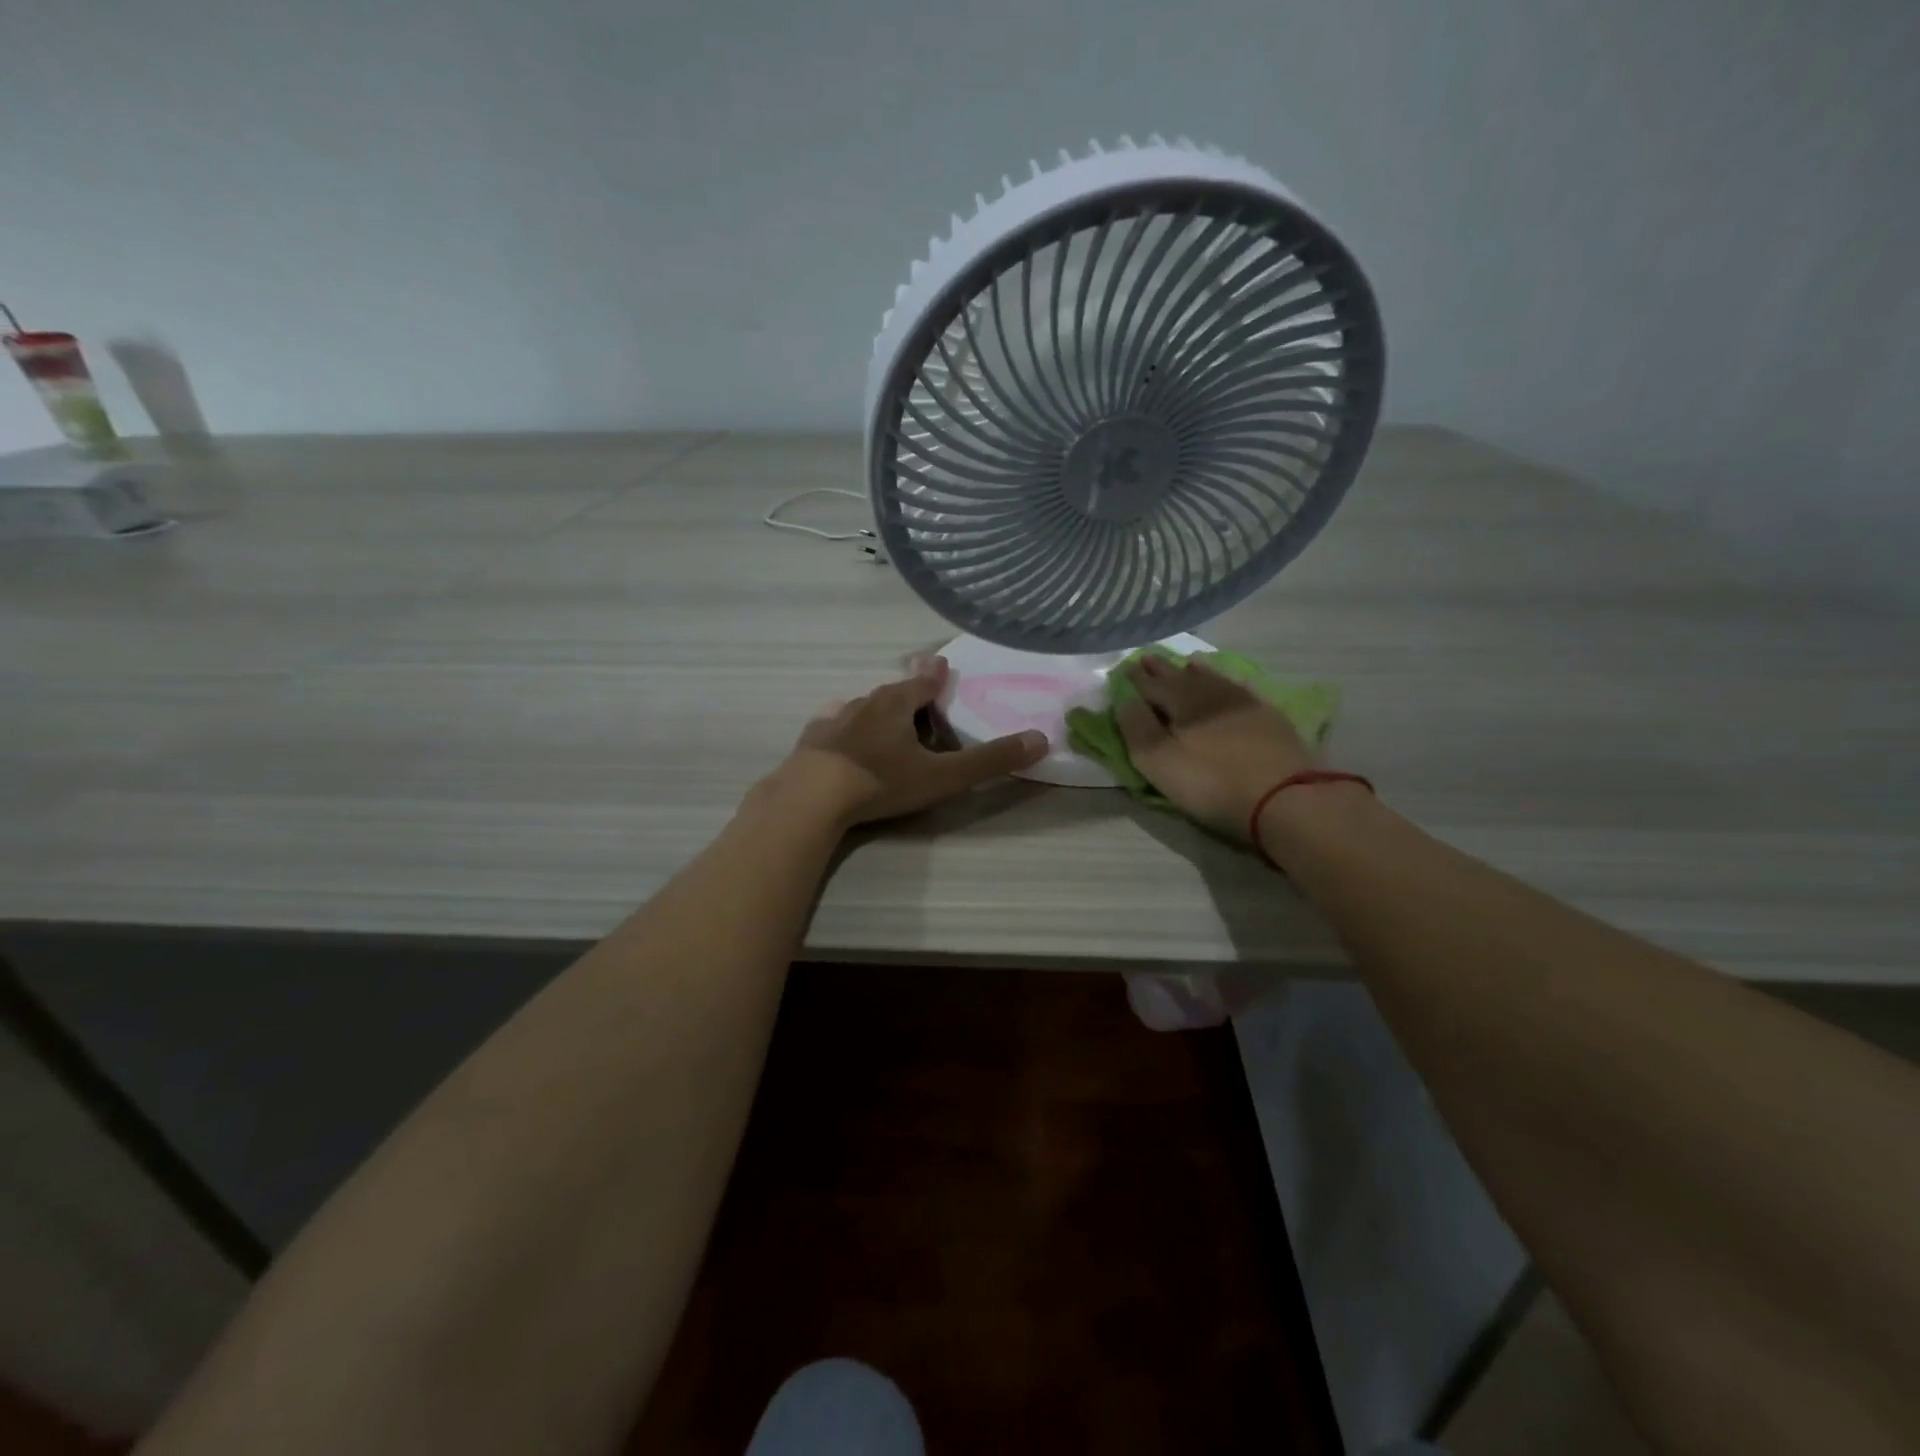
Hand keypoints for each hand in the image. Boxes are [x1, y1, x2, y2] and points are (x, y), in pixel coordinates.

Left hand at [765, 656, 1047, 828]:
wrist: (812, 797)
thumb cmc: (882, 781)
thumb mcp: (943, 776)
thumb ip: (989, 761)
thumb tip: (1041, 739)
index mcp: (898, 705)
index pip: (923, 683)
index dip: (935, 675)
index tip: (940, 662)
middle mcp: (866, 703)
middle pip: (893, 693)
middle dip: (908, 694)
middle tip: (918, 699)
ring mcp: (835, 720)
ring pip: (862, 707)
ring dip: (877, 710)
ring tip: (884, 717)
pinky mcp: (812, 740)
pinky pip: (832, 723)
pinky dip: (843, 724)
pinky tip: (839, 727)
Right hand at [1114, 655, 1314, 838]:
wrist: (1284, 796)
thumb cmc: (1211, 782)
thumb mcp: (1159, 761)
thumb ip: (1136, 728)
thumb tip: (1124, 699)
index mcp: (1180, 700)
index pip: (1151, 684)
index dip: (1135, 678)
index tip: (1124, 669)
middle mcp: (1210, 692)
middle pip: (1180, 676)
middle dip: (1162, 669)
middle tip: (1148, 658)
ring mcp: (1243, 702)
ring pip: (1212, 678)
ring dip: (1194, 671)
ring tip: (1186, 664)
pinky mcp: (1268, 717)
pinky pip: (1238, 689)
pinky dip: (1224, 683)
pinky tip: (1226, 685)